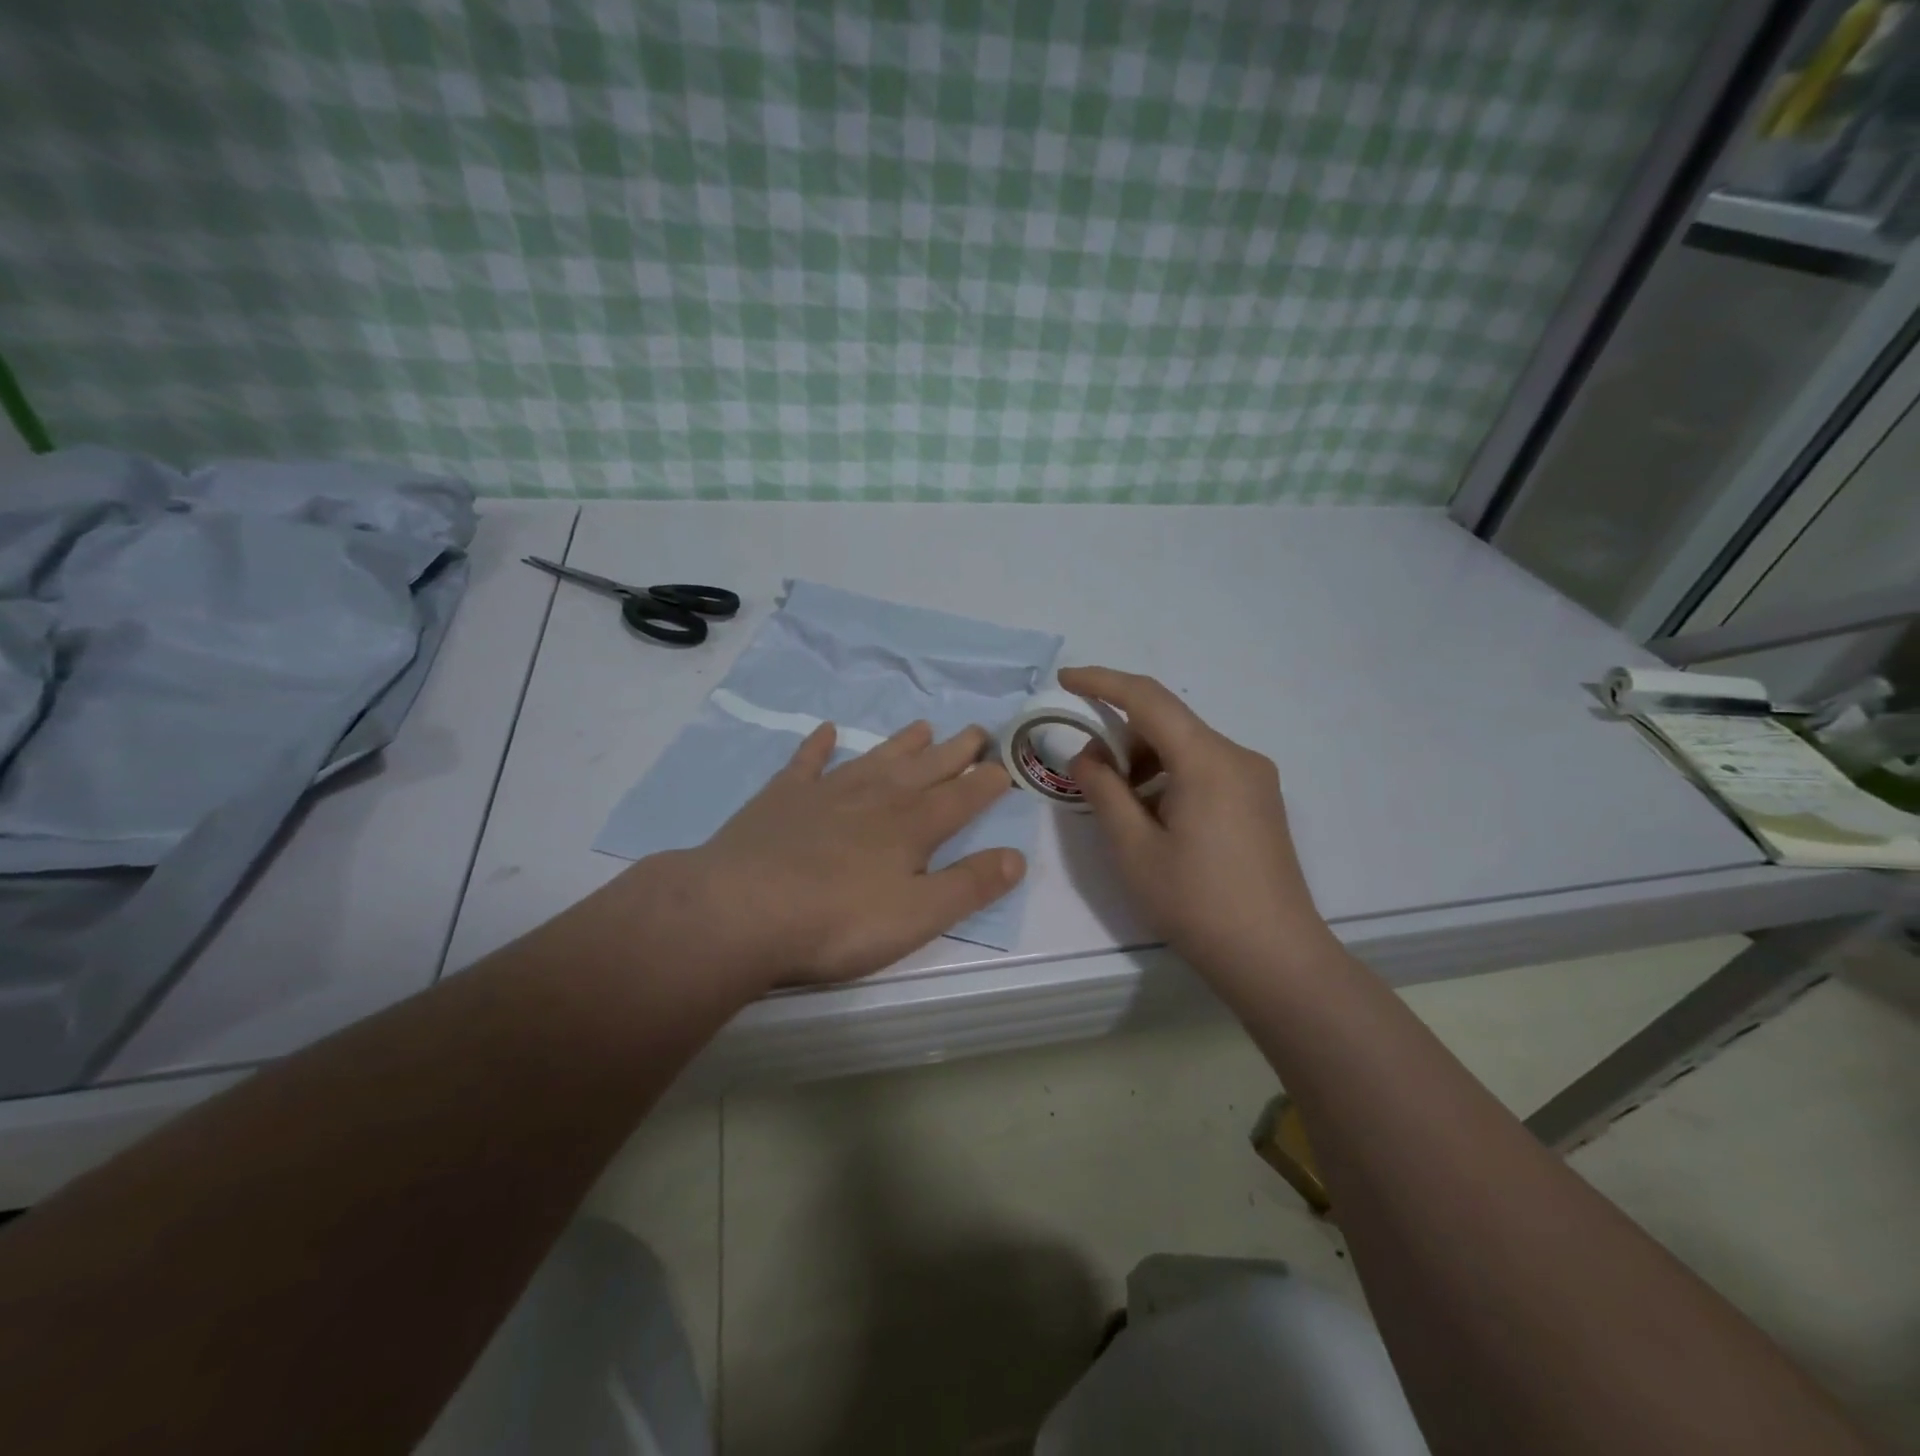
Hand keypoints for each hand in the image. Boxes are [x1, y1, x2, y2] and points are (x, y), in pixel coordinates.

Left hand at [662, 720, 1024, 991]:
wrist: (742, 910)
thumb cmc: (838, 922)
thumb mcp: (918, 915)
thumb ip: (970, 885)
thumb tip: (1017, 857)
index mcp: (913, 826)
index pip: (962, 797)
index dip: (988, 782)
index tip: (1008, 765)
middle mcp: (876, 797)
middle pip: (926, 768)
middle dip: (957, 751)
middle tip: (978, 731)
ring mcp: (827, 792)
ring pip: (876, 758)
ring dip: (902, 743)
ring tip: (924, 726)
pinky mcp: (782, 797)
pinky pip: (806, 762)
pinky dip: (818, 746)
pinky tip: (826, 731)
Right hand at [1058, 666, 1333, 990]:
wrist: (1274, 958)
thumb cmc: (1196, 902)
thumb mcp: (1133, 848)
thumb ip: (1104, 790)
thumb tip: (1088, 756)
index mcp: (1207, 760)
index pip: (1148, 698)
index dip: (1102, 682)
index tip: (1065, 680)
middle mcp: (1237, 756)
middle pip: (1168, 723)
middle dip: (1122, 737)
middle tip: (1088, 775)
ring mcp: (1255, 779)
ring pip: (1186, 747)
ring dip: (1145, 761)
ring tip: (1122, 808)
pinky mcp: (1260, 801)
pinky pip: (1205, 769)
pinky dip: (1170, 778)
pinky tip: (1157, 820)